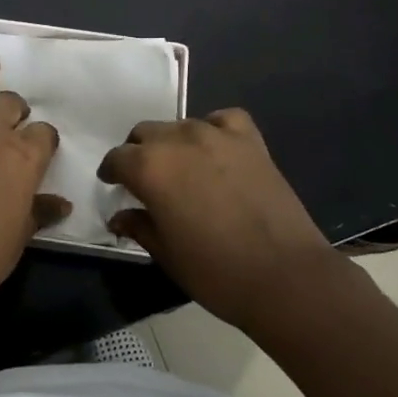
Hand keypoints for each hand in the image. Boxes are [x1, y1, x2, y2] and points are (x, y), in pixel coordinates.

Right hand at [98, 109, 341, 329]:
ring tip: (182, 167)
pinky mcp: (250, 140)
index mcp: (149, 168)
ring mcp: (216, 135)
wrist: (285, 276)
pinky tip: (215, 149)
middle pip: (145, 133)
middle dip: (139, 152)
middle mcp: (178, 140)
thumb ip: (138, 226)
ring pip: (180, 125)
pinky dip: (213, 129)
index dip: (112, 172)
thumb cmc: (215, 271)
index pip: (117, 158)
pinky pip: (222, 120)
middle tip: (146, 179)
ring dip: (172, 143)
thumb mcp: (165, 254)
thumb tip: (120, 216)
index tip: (113, 184)